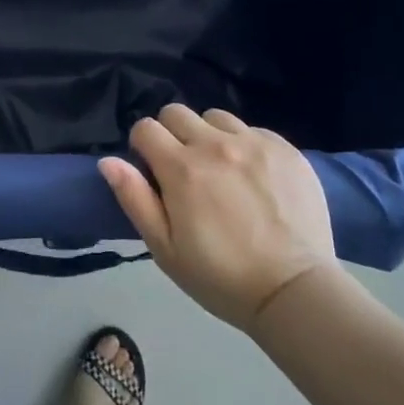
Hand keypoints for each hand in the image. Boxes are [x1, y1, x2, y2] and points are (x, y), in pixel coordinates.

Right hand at [99, 104, 334, 331]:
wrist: (295, 291)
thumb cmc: (222, 277)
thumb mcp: (165, 249)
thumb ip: (135, 199)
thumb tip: (108, 161)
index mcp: (181, 168)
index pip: (145, 128)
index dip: (143, 147)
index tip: (153, 172)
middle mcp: (215, 144)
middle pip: (177, 112)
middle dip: (172, 135)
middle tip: (185, 171)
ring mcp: (253, 142)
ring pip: (215, 117)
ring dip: (209, 136)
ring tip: (222, 169)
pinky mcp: (285, 148)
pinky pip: (253, 129)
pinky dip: (244, 145)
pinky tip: (254, 176)